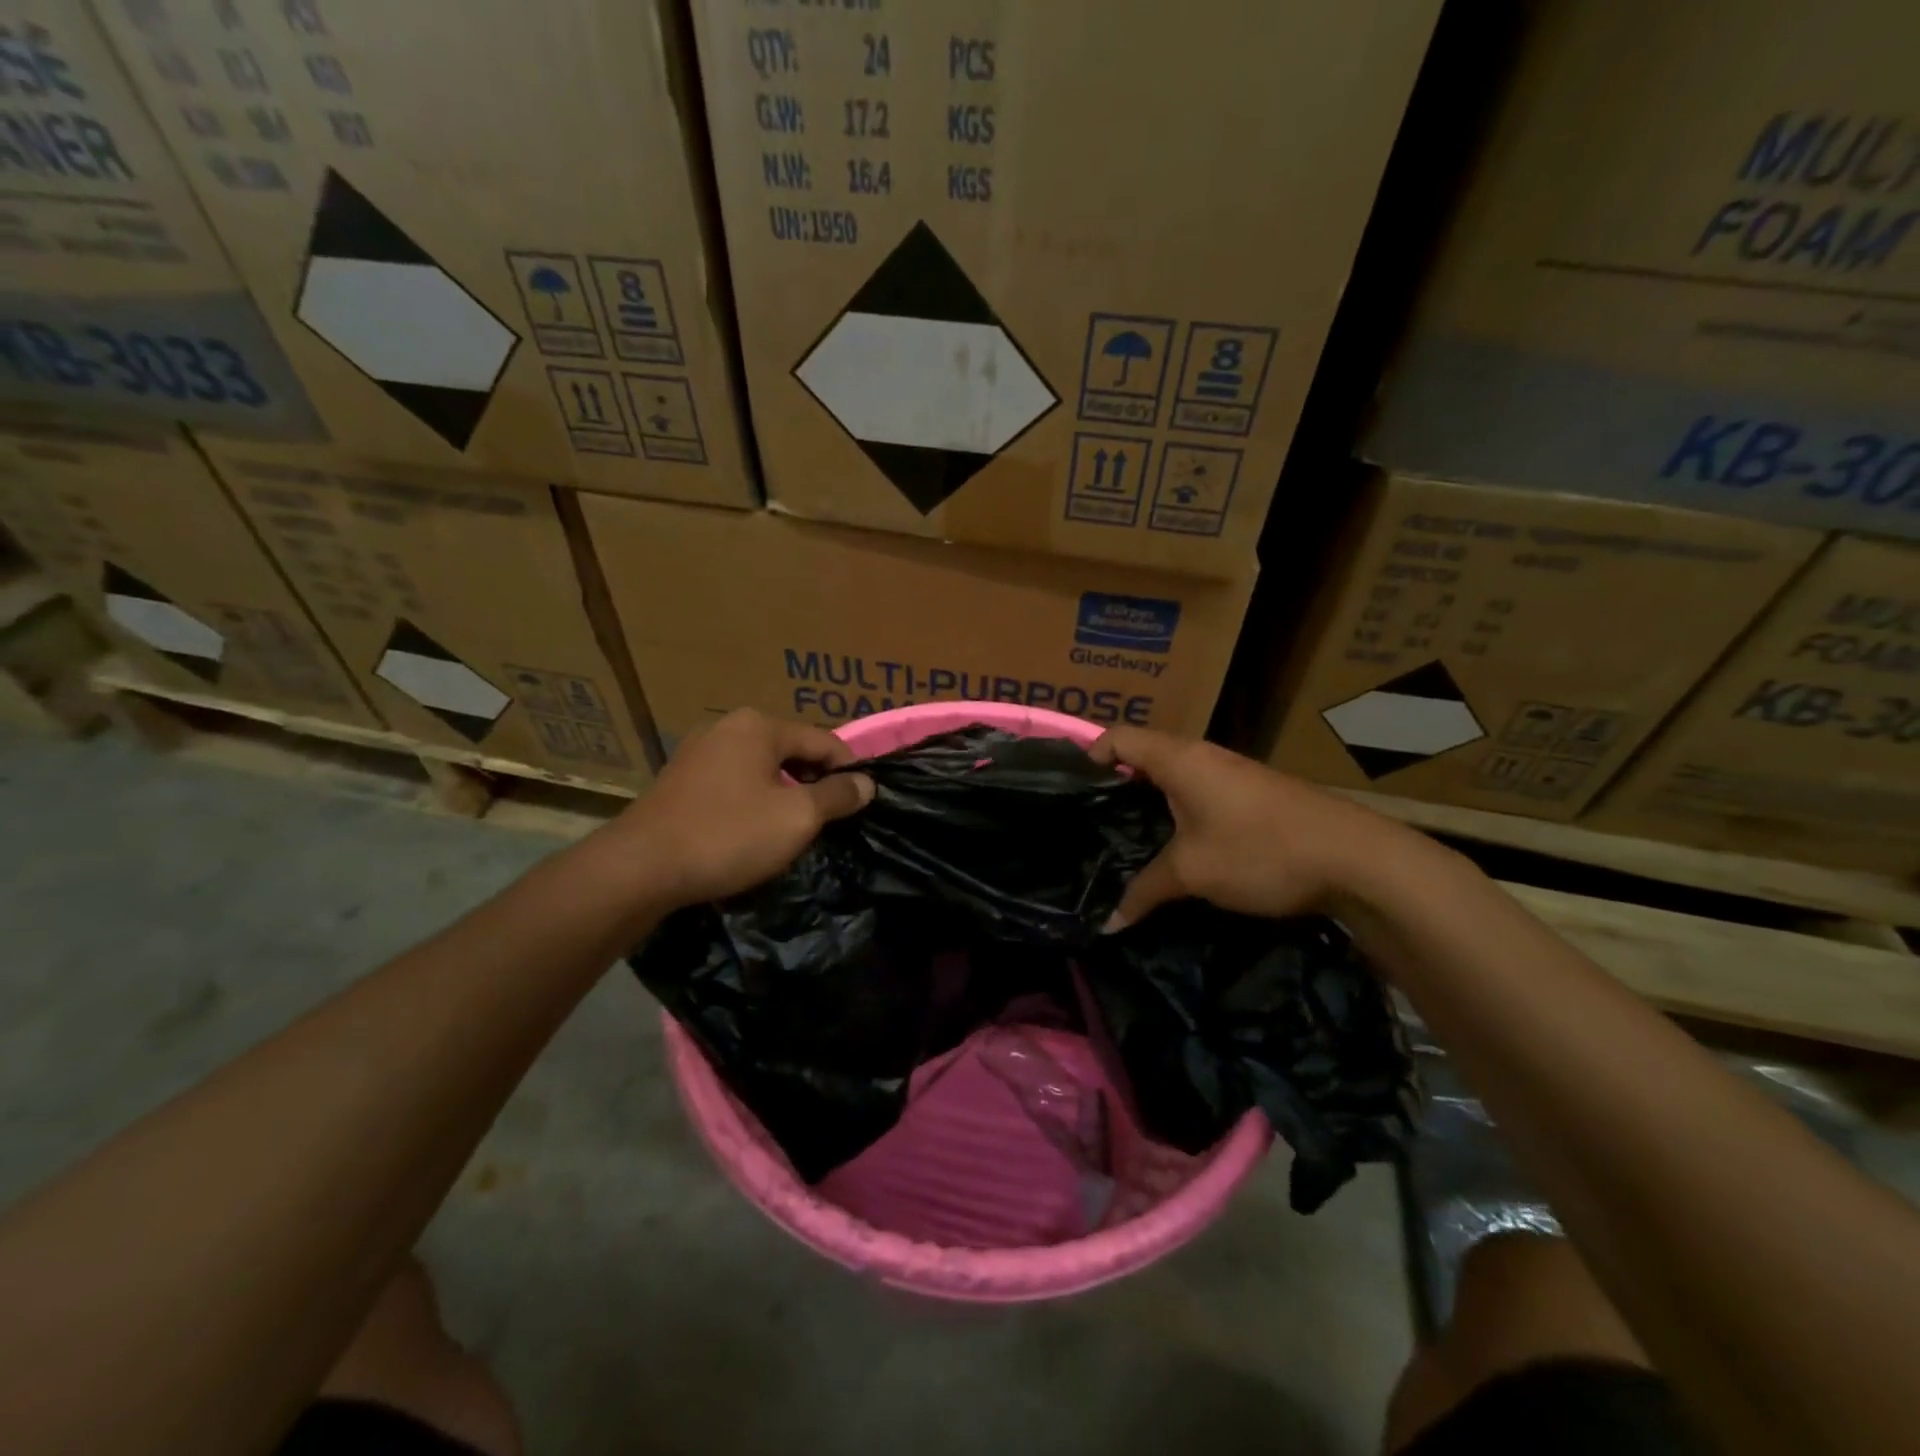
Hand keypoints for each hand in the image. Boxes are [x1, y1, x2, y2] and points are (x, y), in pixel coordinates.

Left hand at [606, 709, 873, 905]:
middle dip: (815, 780)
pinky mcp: (680, 780)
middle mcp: (726, 727)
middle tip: (834, 815)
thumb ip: (836, 796)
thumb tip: (867, 783)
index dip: (850, 769)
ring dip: (785, 791)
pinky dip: (754, 799)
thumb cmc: (728, 835)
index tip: (866, 798)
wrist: (640, 868)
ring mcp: (698, 752)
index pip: (823, 740)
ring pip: (760, 767)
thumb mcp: (796, 818)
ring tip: (800, 824)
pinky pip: (733, 782)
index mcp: (758, 725)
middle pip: (790, 750)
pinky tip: (757, 828)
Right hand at [1088, 727, 1409, 929]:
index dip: (1091, 755)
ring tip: (1126, 836)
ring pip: (1176, 775)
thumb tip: (1106, 925)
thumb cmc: (1260, 850)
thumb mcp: (1193, 873)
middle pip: (1146, 754)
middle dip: (1116, 783)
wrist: (1356, 858)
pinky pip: (1200, 790)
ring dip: (1150, 799)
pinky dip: (1178, 809)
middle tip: (1090, 820)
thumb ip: (1145, 892)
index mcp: (1180, 759)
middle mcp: (1204, 755)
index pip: (1120, 737)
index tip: (1072, 790)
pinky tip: (1176, 843)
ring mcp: (1233, 772)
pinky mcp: (1253, 793)